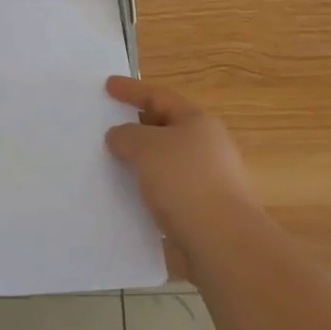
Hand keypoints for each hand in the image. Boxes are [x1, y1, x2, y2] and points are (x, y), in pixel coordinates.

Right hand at [105, 76, 258, 245]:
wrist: (222, 243)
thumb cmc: (185, 181)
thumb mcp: (146, 147)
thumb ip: (126, 136)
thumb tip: (119, 137)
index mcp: (199, 123)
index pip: (160, 97)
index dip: (132, 90)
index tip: (108, 86)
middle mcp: (208, 148)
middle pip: (166, 129)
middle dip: (138, 127)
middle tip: (109, 127)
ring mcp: (208, 182)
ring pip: (166, 163)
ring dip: (142, 162)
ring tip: (113, 165)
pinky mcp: (202, 213)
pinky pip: (167, 193)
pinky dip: (148, 191)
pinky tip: (129, 199)